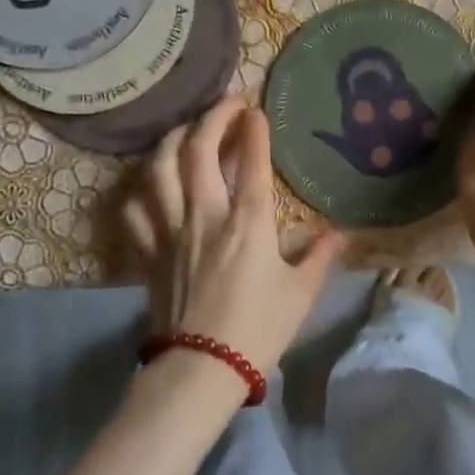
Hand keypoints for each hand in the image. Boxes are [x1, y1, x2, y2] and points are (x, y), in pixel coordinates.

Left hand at [121, 97, 344, 375]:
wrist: (201, 370)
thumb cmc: (259, 330)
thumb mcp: (301, 294)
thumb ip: (320, 257)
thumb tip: (339, 234)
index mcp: (249, 224)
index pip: (251, 162)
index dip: (253, 130)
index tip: (256, 110)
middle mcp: (206, 216)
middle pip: (198, 152)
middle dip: (212, 118)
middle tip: (225, 105)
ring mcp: (172, 233)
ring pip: (160, 171)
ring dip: (172, 142)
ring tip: (185, 131)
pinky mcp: (149, 254)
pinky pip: (135, 212)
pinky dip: (140, 192)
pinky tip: (149, 187)